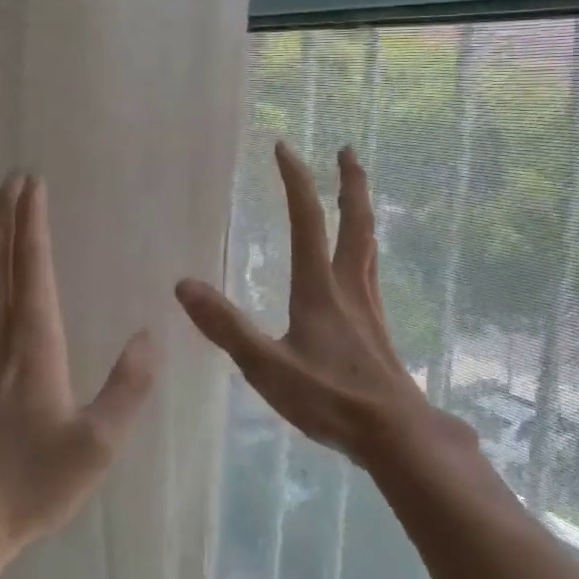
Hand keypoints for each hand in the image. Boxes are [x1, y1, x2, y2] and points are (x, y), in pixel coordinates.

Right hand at [176, 143, 446, 469]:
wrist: (394, 432)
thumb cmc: (329, 398)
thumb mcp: (266, 366)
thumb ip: (225, 326)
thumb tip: (183, 285)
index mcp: (319, 287)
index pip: (307, 219)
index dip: (295, 180)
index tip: (284, 147)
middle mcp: (349, 286)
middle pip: (355, 221)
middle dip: (350, 181)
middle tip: (347, 150)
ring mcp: (369, 306)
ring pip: (368, 244)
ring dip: (361, 210)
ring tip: (356, 195)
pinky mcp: (378, 328)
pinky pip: (371, 271)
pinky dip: (364, 248)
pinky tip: (358, 267)